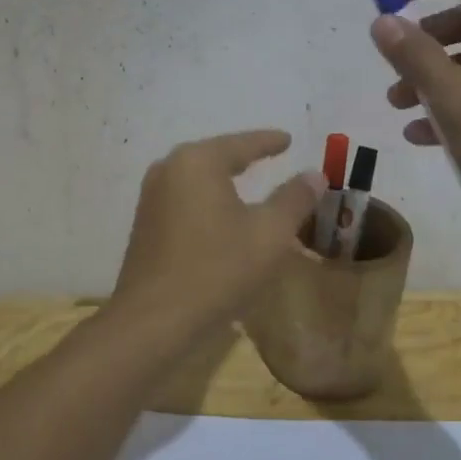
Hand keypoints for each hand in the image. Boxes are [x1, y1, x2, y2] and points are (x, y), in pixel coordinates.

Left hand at [110, 130, 324, 336]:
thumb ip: (294, 199)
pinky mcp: (145, 224)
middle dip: (244, 156)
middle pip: (216, 155)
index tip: (288, 139)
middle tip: (271, 154)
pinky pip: (185, 199)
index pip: (242, 143)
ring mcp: (151, 197)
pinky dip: (208, 199)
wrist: (154, 320)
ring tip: (249, 181)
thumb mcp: (269, 234)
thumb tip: (314, 174)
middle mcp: (169, 169)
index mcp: (198, 162)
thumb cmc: (217, 270)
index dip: (269, 141)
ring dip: (224, 180)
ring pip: (198, 178)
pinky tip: (221, 213)